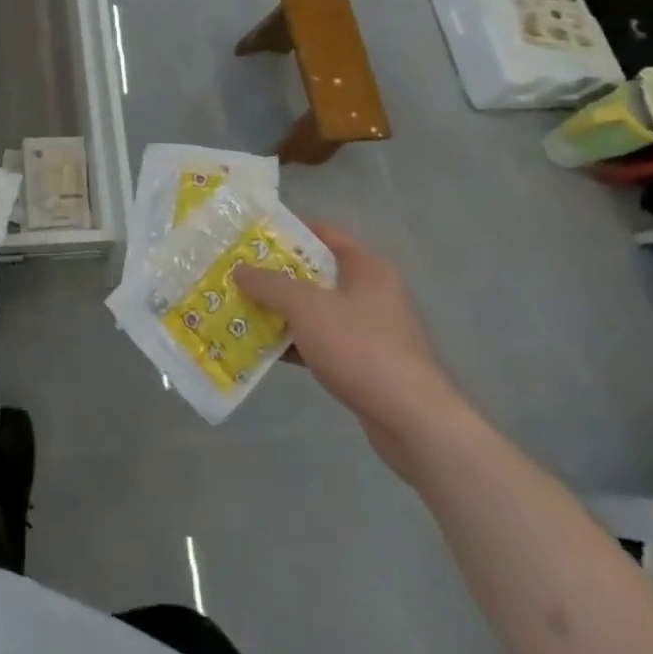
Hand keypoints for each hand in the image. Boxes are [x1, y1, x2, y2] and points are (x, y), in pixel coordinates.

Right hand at [236, 222, 464, 478]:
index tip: (254, 236)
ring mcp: (373, 331)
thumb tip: (240, 270)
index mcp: (367, 267)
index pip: (324, 234)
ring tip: (245, 310)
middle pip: (318, 274)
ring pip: (319, 311)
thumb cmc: (360, 347)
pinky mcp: (369, 366)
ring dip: (285, 312)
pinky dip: (299, 344)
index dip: (289, 232)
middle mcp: (374, 293)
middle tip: (242, 274)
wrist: (412, 422)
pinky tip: (267, 351)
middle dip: (279, 276)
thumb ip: (270, 285)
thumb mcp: (306, 307)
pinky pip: (325, 343)